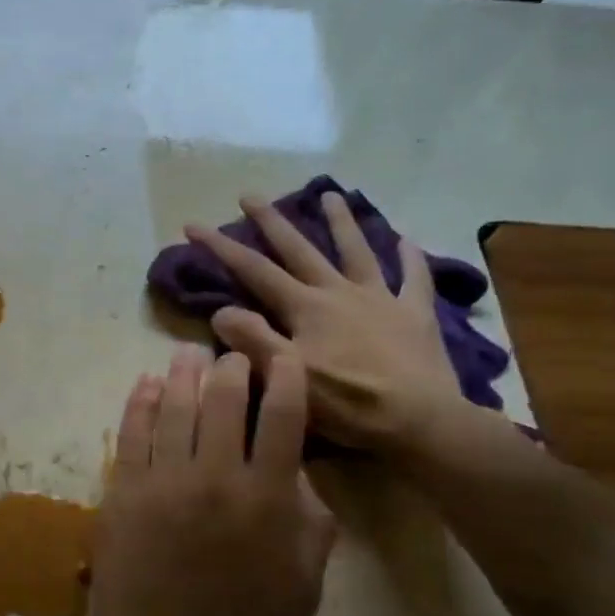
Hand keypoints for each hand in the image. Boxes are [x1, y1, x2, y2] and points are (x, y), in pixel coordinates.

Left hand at [84, 346, 333, 615]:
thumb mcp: (303, 584)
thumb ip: (311, 523)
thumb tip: (300, 473)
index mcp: (267, 497)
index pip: (282, 415)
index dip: (285, 375)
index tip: (282, 354)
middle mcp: (215, 475)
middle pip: (223, 399)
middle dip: (230, 367)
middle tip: (231, 355)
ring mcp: (164, 480)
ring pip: (174, 406)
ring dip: (182, 373)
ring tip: (186, 354)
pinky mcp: (124, 490)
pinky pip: (132, 432)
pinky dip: (139, 401)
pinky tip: (144, 383)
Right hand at [184, 192, 464, 454]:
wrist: (421, 421)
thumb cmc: (348, 403)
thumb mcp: (288, 376)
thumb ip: (253, 341)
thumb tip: (220, 310)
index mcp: (306, 307)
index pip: (254, 270)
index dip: (221, 246)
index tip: (193, 224)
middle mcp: (339, 292)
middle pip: (300, 249)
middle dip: (271, 221)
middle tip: (250, 195)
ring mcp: (380, 299)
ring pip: (357, 251)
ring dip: (342, 222)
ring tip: (331, 195)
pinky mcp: (414, 315)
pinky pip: (414, 279)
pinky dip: (410, 258)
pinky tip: (407, 240)